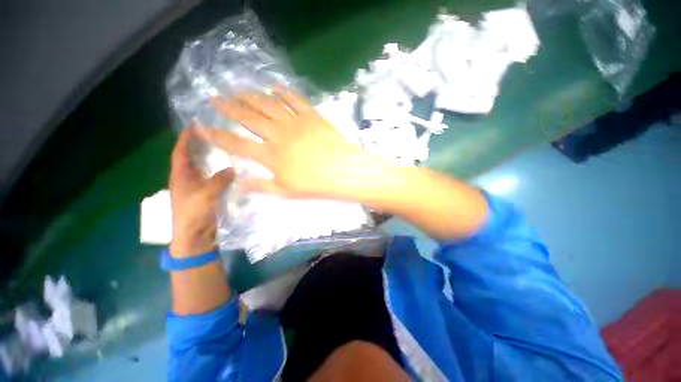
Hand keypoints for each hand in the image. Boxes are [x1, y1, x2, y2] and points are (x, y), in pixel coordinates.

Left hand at [169, 129, 234, 257]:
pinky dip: (220, 172)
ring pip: (204, 168)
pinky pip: (214, 178)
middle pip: (192, 157)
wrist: (195, 236)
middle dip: (200, 145)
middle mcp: (187, 179)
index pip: (180, 152)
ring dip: (212, 158)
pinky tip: (232, 169)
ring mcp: (198, 187)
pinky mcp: (207, 194)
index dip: (185, 138)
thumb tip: (233, 168)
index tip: (194, 126)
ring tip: (225, 149)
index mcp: (180, 176)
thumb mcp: (207, 194)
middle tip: (216, 135)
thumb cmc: (194, 214)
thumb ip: (220, 180)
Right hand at [196, 87, 377, 199]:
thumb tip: (240, 183)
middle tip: (215, 99)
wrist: (342, 172)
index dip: (216, 135)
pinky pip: (293, 99)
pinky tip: (272, 86)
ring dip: (250, 95)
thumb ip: (262, 186)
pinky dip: (281, 91)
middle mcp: (277, 134)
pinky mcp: (310, 115)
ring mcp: (294, 122)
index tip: (202, 126)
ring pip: (267, 103)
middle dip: (228, 107)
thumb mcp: (286, 191)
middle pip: (247, 117)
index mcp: (270, 155)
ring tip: (238, 90)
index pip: (236, 144)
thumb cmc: (315, 185)